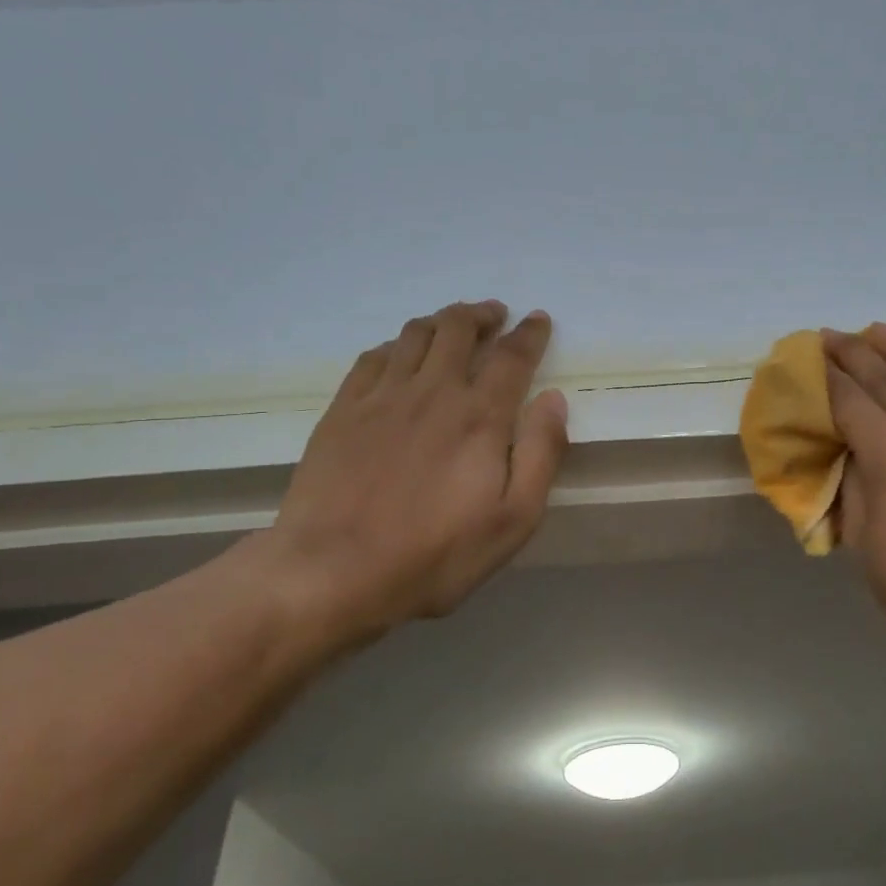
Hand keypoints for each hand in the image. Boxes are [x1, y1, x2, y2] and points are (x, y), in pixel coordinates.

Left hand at [257, 301, 568, 649]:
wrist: (331, 571)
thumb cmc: (434, 555)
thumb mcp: (513, 520)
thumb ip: (540, 454)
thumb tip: (554, 399)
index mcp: (479, 416)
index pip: (512, 356)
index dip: (529, 333)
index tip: (538, 319)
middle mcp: (433, 391)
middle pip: (459, 329)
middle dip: (482, 314)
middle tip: (495, 314)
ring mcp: (382, 396)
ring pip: (415, 334)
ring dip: (441, 320)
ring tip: (453, 324)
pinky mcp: (343, 409)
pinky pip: (373, 356)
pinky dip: (396, 344)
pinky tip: (399, 353)